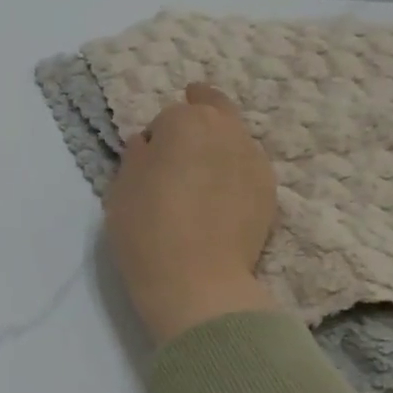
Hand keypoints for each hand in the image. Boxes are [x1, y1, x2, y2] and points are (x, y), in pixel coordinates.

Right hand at [104, 85, 279, 346]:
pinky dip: (233, 172)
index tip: (147, 159)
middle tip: (180, 140)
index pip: (169, 115)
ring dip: (218, 145)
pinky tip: (218, 198)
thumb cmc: (146, 229)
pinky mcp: (271, 191)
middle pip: (213, 111)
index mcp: (185, 122)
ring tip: (200, 173)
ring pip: (234, 138)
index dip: (156, 135)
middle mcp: (227, 131)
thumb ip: (136, 157)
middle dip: (197, 118)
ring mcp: (254, 160)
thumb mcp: (121, 188)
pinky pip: (247, 168)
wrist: (196, 281)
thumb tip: (148, 143)